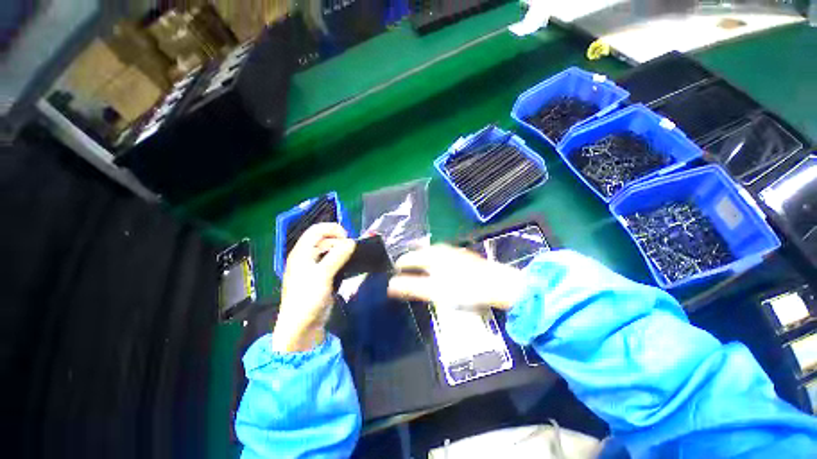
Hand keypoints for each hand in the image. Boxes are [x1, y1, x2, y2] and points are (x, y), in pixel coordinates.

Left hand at [272, 223, 354, 352]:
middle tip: (352, 250)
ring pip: (329, 250)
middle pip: (324, 239)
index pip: (316, 230)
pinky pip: (332, 262)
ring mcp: (313, 267)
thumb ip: (338, 256)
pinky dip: (341, 260)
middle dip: (339, 240)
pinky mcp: (321, 277)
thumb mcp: (323, 275)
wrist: (302, 326)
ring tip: (352, 257)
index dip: (332, 229)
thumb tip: (352, 242)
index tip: (348, 237)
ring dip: (341, 250)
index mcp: (301, 252)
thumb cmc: (308, 298)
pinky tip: (348, 265)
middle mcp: (306, 256)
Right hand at [388, 245, 525, 310]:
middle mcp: (440, 249)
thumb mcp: (434, 290)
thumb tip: (390, 285)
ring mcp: (452, 251)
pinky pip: (440, 257)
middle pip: (419, 254)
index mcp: (431, 254)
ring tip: (419, 274)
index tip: (395, 276)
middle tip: (405, 276)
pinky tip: (438, 272)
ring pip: (430, 255)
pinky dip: (434, 264)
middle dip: (411, 265)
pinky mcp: (461, 256)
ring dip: (422, 264)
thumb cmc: (463, 288)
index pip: (407, 258)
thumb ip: (411, 286)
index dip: (399, 268)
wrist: (496, 284)